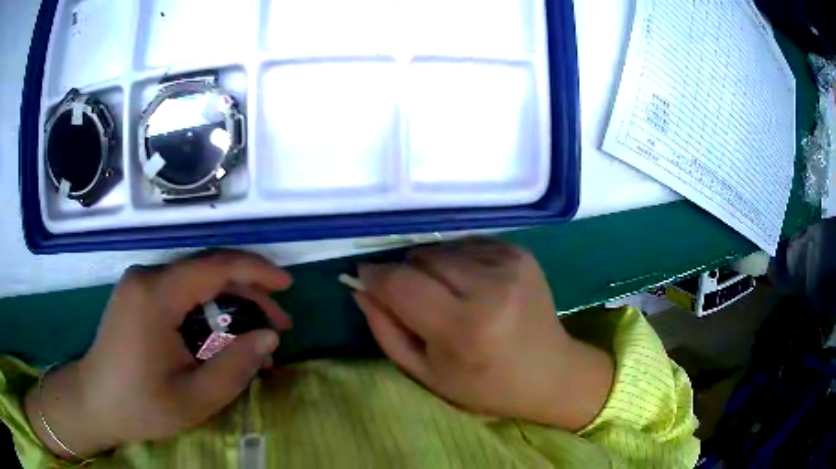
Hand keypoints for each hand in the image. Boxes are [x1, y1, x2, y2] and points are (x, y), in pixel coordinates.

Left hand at [25, 251, 292, 458]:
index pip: (215, 266)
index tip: (288, 285)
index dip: (257, 271)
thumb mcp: (194, 399)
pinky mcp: (137, 294)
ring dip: (229, 304)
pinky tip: (220, 335)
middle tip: (278, 326)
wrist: (95, 402)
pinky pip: (180, 293)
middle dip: (248, 294)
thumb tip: (269, 339)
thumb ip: (235, 368)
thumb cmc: (140, 405)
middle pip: (207, 271)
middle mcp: (147, 277)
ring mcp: (139, 283)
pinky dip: (207, 310)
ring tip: (255, 335)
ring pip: (195, 282)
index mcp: (156, 295)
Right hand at [354, 238, 612, 429]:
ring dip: (432, 268)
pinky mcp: (520, 252)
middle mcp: (489, 287)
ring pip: (441, 248)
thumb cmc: (485, 385)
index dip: (375, 277)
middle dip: (404, 274)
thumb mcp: (427, 373)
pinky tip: (471, 287)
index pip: (401, 283)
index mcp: (463, 327)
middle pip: (420, 258)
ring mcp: (509, 264)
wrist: (551, 372)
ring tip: (448, 297)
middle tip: (415, 301)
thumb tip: (360, 288)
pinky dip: (457, 261)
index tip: (363, 278)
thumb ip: (386, 330)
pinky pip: (467, 244)